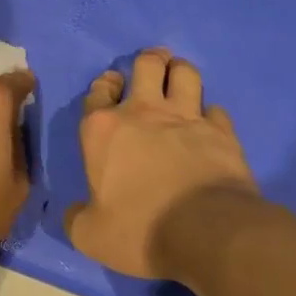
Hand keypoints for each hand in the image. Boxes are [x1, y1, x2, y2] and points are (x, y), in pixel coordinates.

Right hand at [65, 48, 257, 280]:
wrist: (206, 233)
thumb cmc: (139, 228)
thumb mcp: (92, 235)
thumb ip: (77, 219)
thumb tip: (72, 213)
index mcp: (102, 130)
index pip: (98, 91)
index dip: (105, 83)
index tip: (112, 83)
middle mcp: (142, 113)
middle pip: (147, 66)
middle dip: (150, 60)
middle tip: (154, 65)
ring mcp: (186, 118)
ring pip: (186, 74)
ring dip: (181, 72)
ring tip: (181, 77)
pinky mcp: (222, 133)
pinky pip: (217, 110)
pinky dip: (212, 113)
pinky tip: (210, 123)